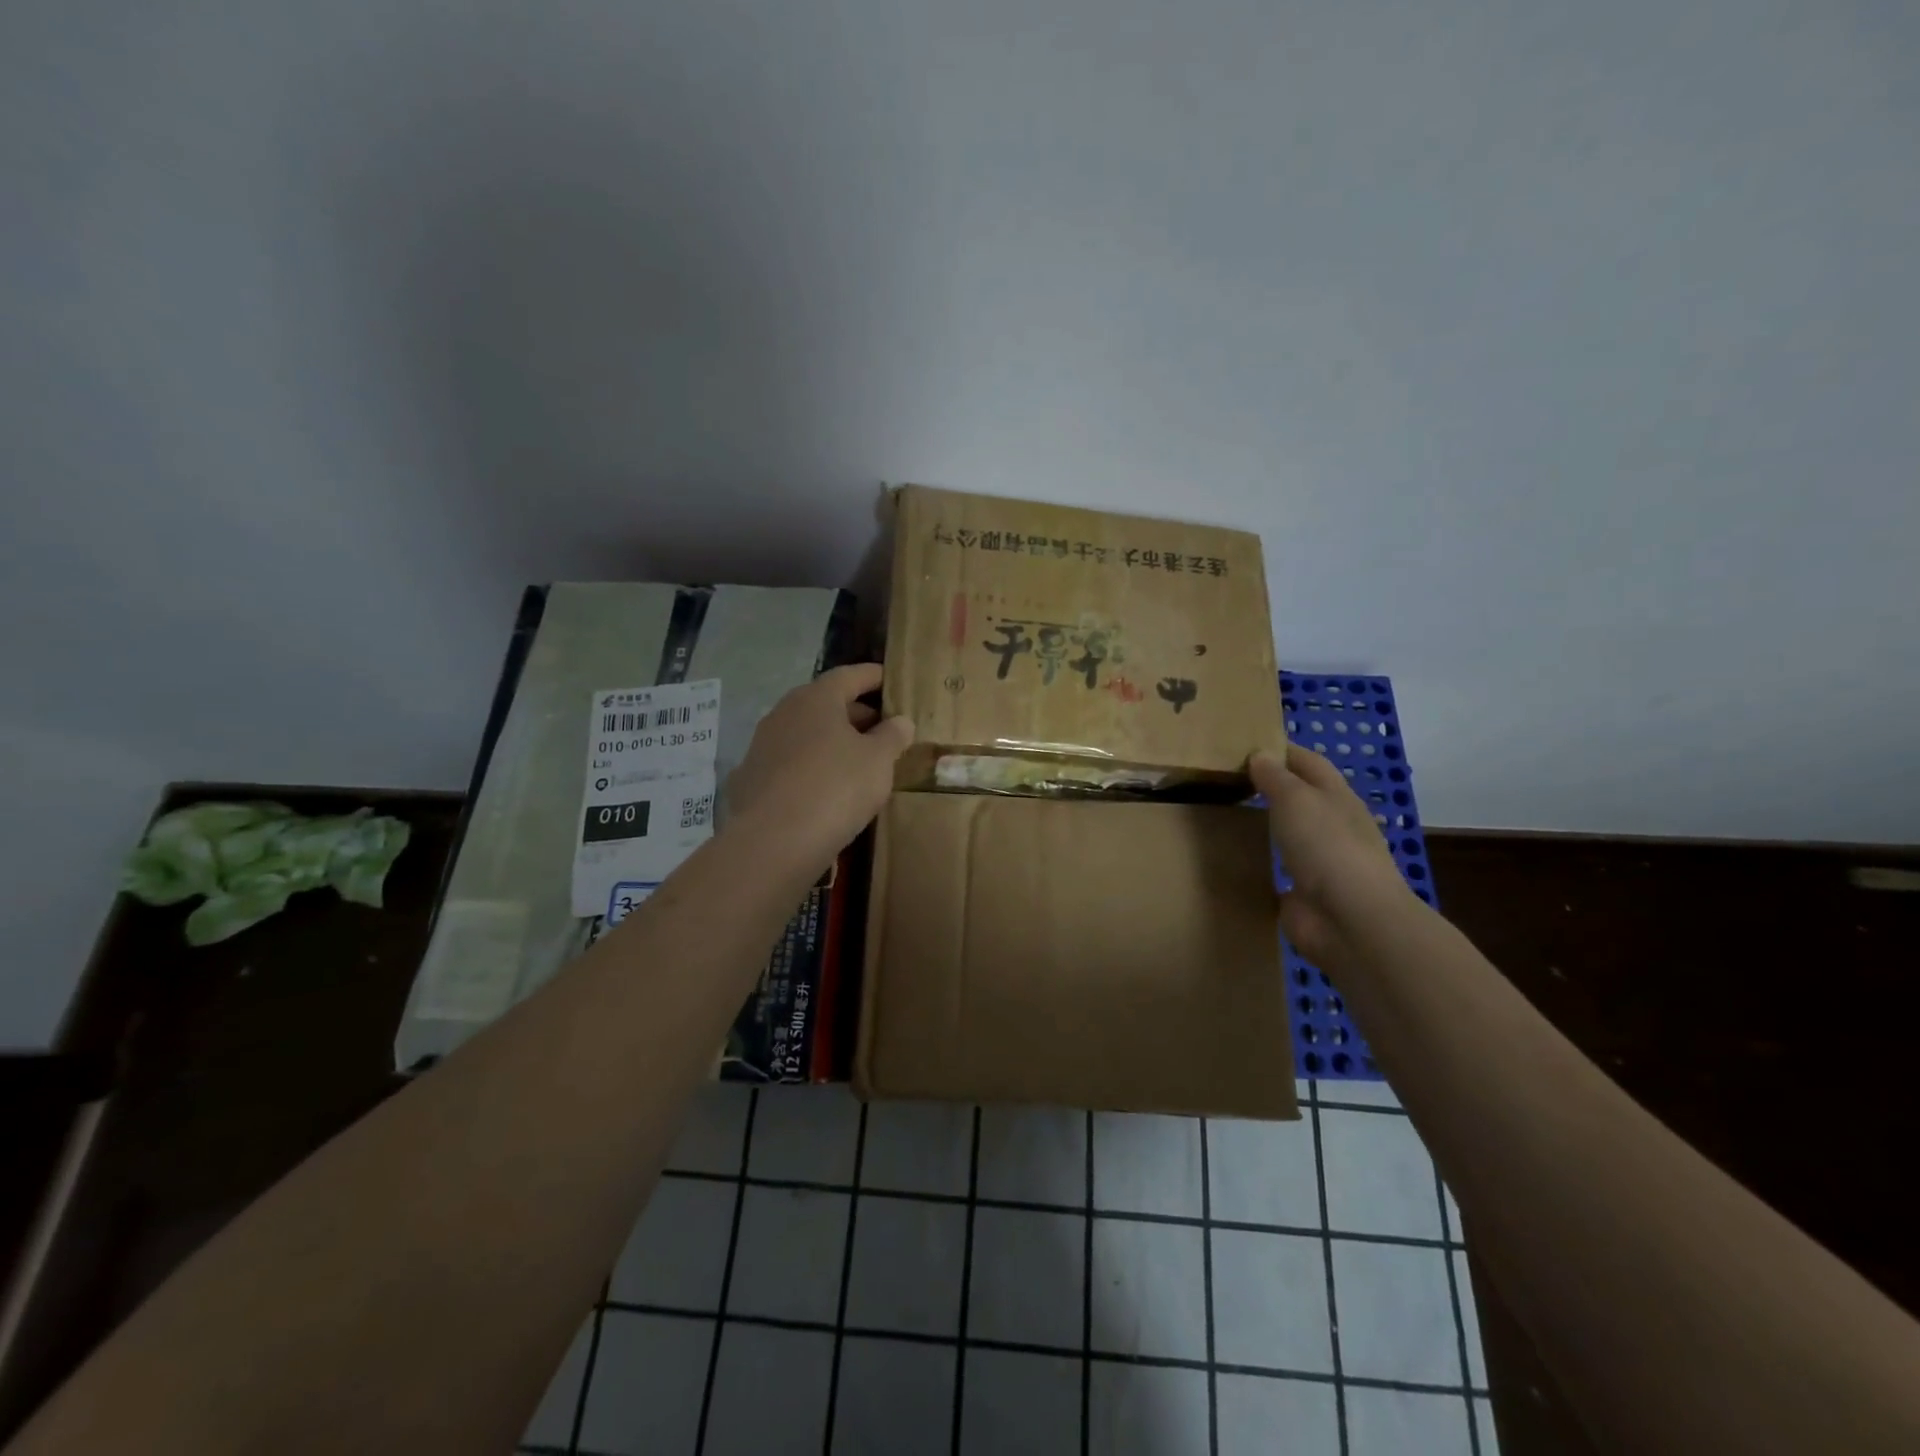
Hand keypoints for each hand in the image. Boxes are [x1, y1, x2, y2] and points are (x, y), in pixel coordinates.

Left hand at [725, 664, 914, 867]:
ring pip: (806, 734)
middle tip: (883, 729)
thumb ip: (892, 736)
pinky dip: (812, 767)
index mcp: (816, 699)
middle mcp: (784, 713)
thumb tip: (900, 721)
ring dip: (832, 742)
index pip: (849, 675)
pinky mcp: (751, 779)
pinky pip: (791, 763)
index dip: (873, 676)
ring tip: (859, 761)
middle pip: (825, 704)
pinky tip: (827, 789)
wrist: (773, 841)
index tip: (891, 681)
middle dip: (855, 713)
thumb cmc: (835, 787)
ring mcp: (762, 746)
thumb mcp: (878, 760)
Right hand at [1249, 744, 1415, 967]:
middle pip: (1301, 797)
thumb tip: (1259, 755)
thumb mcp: (1296, 799)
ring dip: (1267, 824)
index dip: (1282, 750)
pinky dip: (1262, 862)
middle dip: (1271, 786)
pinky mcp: (1305, 894)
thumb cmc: (1326, 846)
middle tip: (1227, 778)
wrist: (1350, 920)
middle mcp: (1332, 825)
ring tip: (1227, 814)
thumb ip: (1275, 777)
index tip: (1246, 743)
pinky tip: (1236, 857)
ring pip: (1290, 834)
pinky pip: (1279, 870)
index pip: (1309, 762)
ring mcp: (1321, 862)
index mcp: (1337, 797)